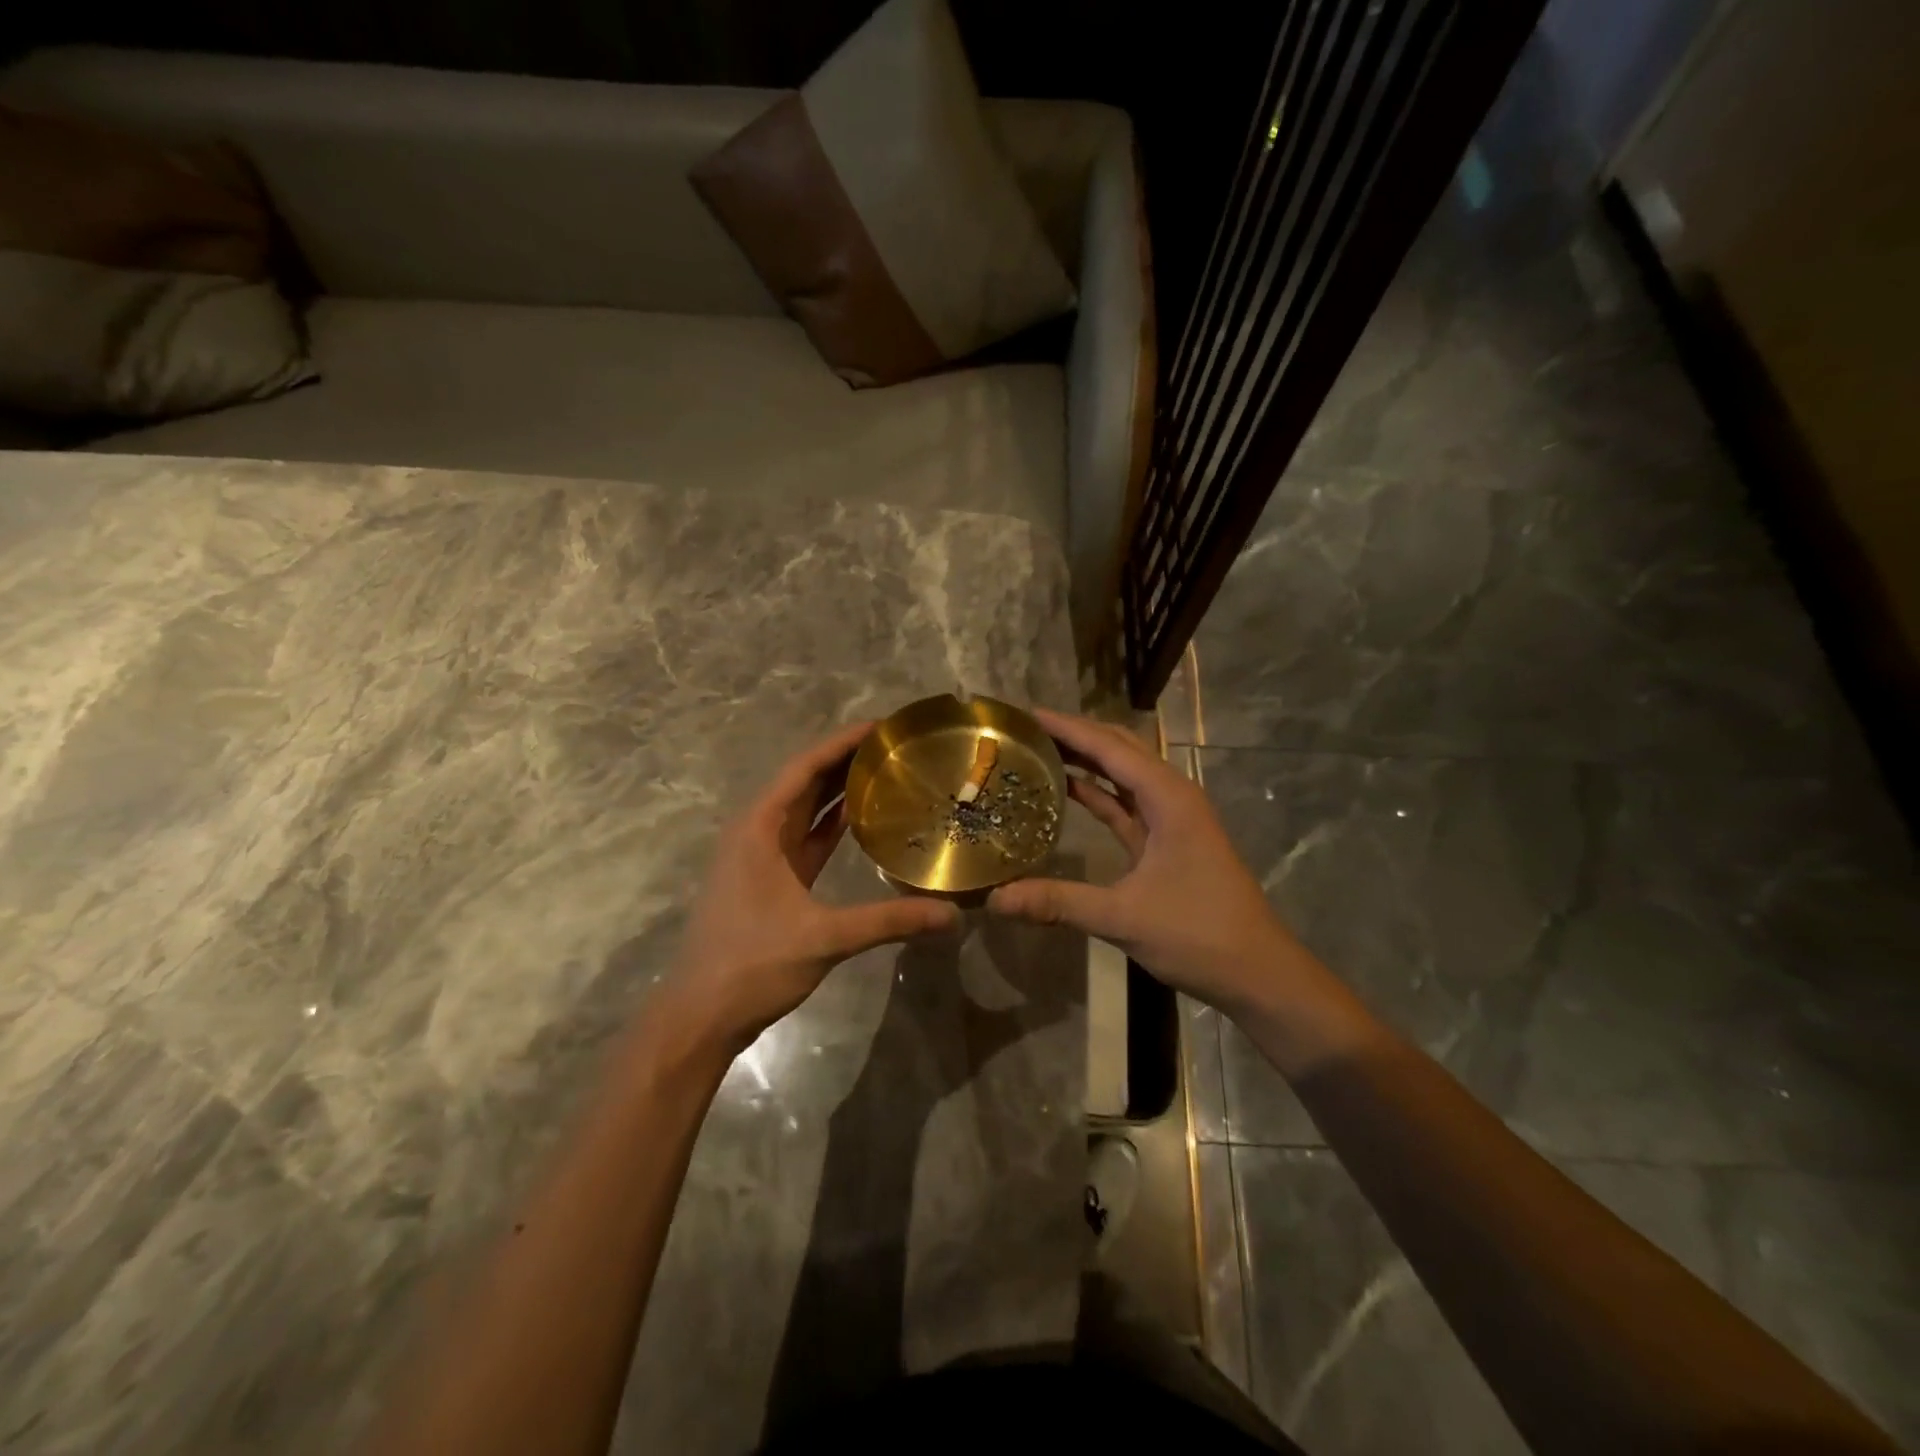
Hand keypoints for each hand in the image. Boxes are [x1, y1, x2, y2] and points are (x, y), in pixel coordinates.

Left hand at [664, 722, 959, 1054]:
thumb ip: (889, 921)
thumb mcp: (825, 938)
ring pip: (805, 808)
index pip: (805, 768)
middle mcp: (758, 831)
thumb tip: (951, 915)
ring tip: (887, 770)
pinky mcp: (772, 878)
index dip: (842, 742)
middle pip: (805, 781)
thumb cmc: (753, 964)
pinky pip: (807, 836)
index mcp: (759, 827)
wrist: (703, 1014)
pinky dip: (833, 822)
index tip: (883, 726)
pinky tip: (865, 817)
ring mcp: (763, 855)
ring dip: (840, 788)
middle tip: (896, 745)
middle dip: (846, 759)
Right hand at [986, 709, 1305, 1017]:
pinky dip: (1095, 794)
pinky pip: (1124, 805)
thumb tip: (995, 898)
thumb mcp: (1123, 917)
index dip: (1067, 727)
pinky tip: (1064, 791)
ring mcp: (1170, 819)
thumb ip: (1058, 902)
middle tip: (1024, 730)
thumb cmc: (1198, 934)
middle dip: (1074, 735)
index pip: (1109, 747)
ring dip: (1084, 760)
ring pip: (1122, 775)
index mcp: (1168, 798)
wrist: (1257, 973)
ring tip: (1036, 750)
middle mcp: (1171, 797)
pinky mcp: (1165, 842)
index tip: (1024, 714)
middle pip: (1118, 750)